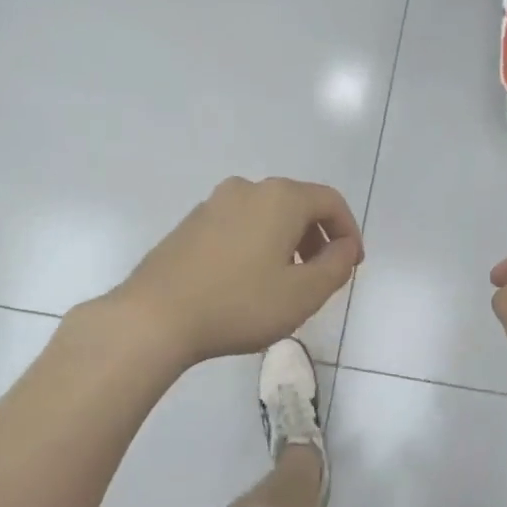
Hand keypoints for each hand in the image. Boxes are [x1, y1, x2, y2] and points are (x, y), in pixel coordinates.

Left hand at [104, 177, 362, 367]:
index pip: (330, 201)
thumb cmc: (240, 304)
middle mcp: (247, 189)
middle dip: (318, 238)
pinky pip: (239, 227)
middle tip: (323, 275)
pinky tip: (249, 283)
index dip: (349, 231)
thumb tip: (344, 247)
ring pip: (267, 216)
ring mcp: (213, 204)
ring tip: (287, 283)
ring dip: (287, 243)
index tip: (352, 264)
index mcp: (280, 198)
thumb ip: (337, 266)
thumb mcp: (304, 293)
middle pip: (298, 205)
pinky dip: (258, 245)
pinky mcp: (190, 225)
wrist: (155, 317)